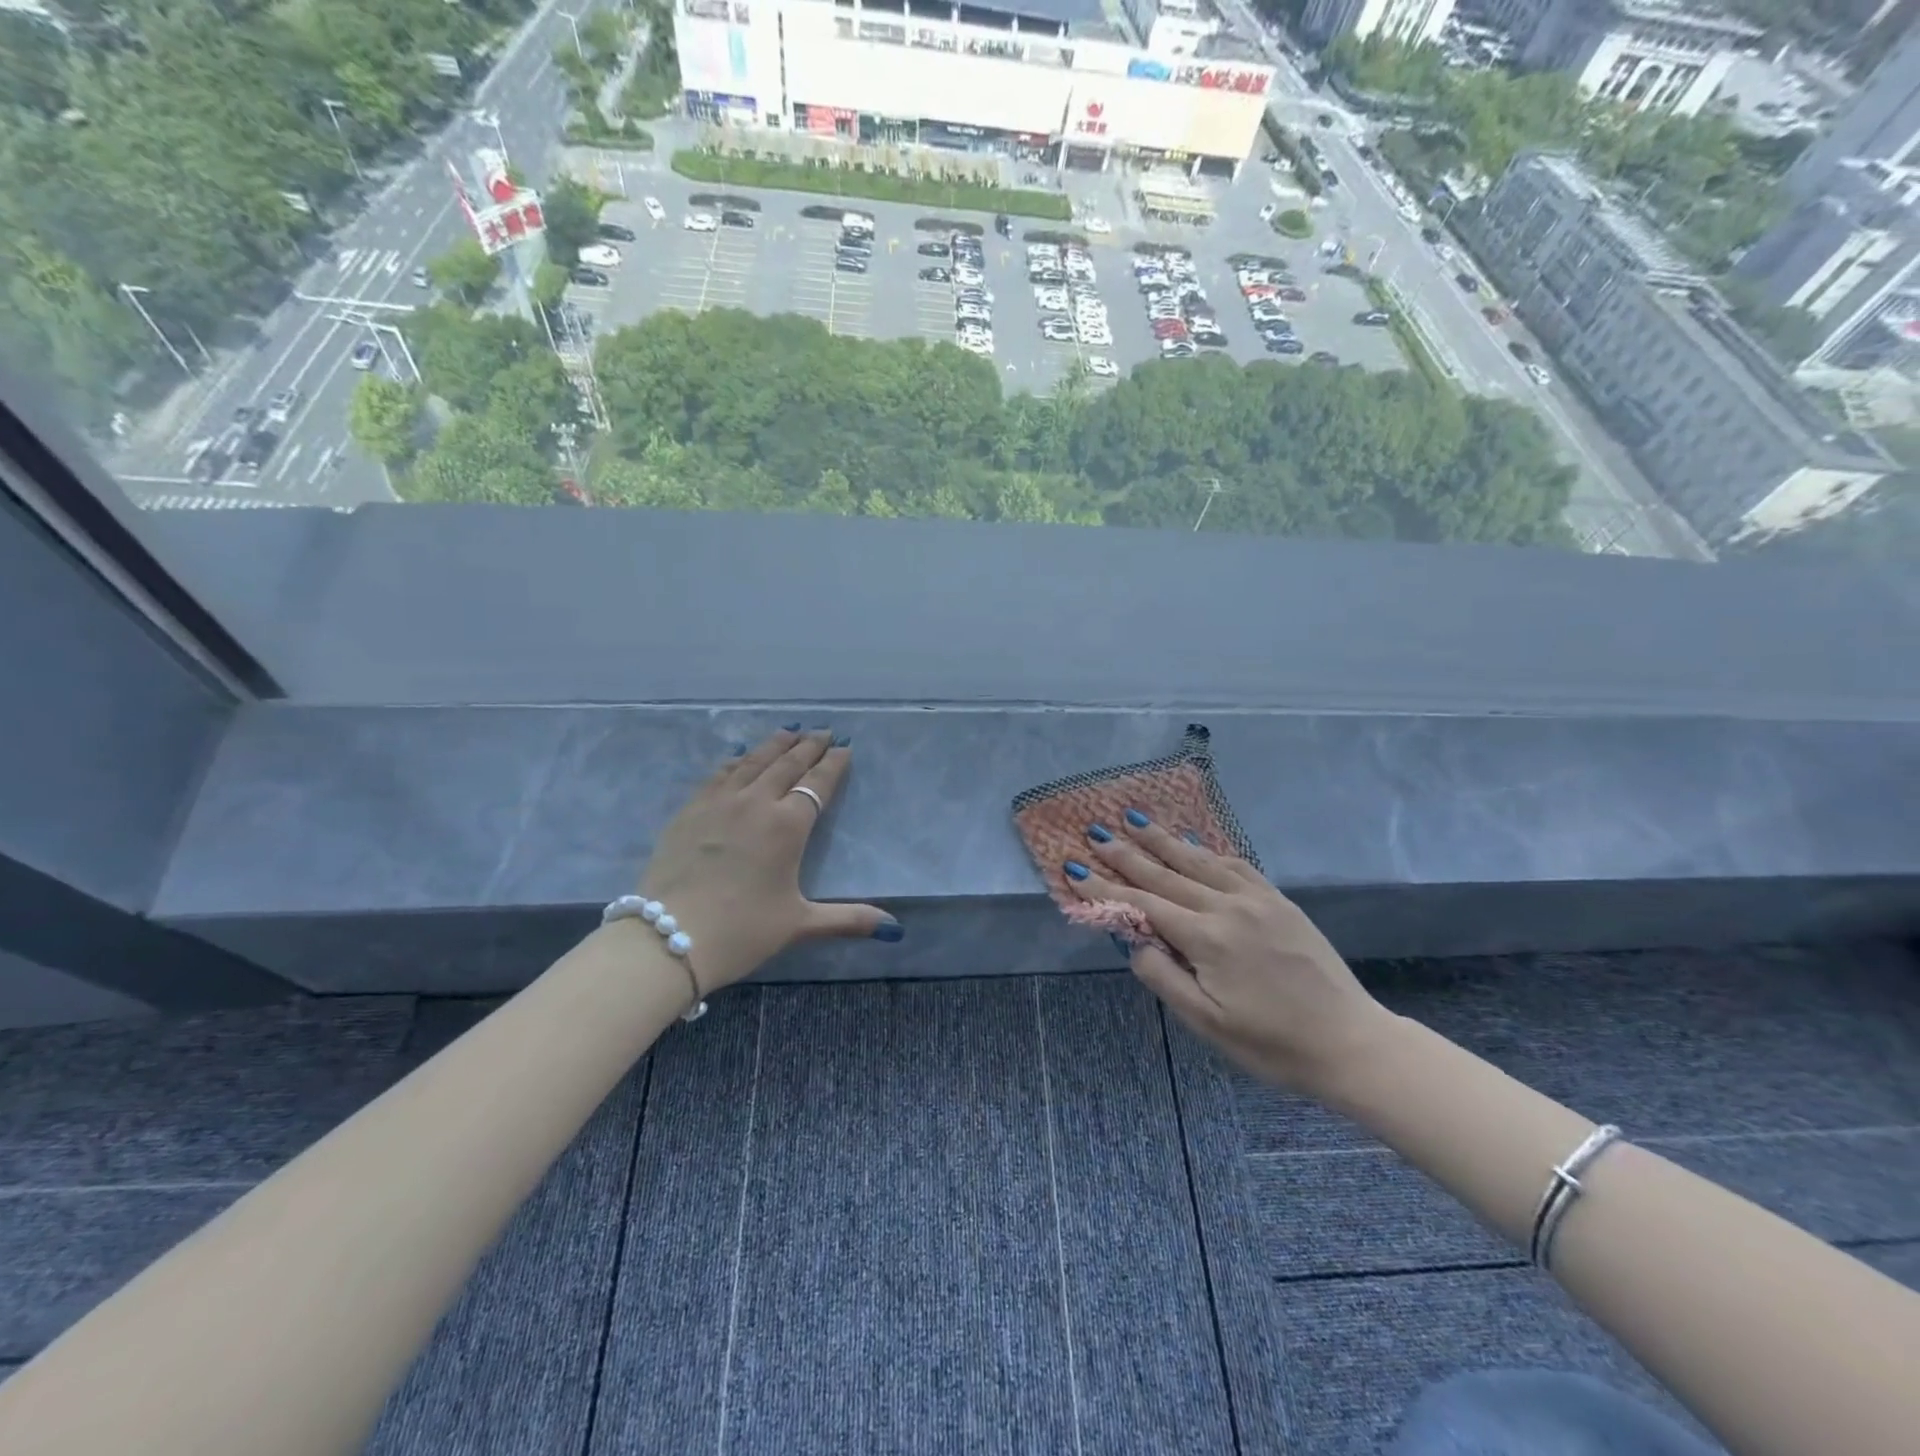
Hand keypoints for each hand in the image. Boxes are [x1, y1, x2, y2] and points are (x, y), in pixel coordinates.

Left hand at [638, 728, 899, 993]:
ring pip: (753, 762)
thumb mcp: (800, 924)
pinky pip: (719, 774)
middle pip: (788, 764)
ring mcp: (719, 802)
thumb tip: (894, 929)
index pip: (818, 783)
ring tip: (789, 731)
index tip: (844, 747)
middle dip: (809, 745)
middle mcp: (756, 802)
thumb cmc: (742, 930)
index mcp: (788, 825)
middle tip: (822, 731)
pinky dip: (736, 760)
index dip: (834, 764)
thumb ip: (848, 919)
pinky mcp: (690, 810)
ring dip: (775, 744)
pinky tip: (739, 756)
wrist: (669, 936)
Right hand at [1067, 813, 1386, 1096]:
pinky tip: (1195, 846)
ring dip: (1165, 841)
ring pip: (1200, 861)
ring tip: (1136, 821)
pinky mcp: (1279, 901)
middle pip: (1166, 874)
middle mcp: (1227, 906)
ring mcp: (1257, 899)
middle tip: (1096, 833)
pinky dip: (1208, 852)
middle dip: (1127, 854)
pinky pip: (1236, 865)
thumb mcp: (1208, 1022)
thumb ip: (1164, 977)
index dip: (1106, 887)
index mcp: (1206, 938)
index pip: (1143, 904)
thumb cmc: (1272, 1043)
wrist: (1350, 1041)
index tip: (1076, 868)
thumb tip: (1133, 941)